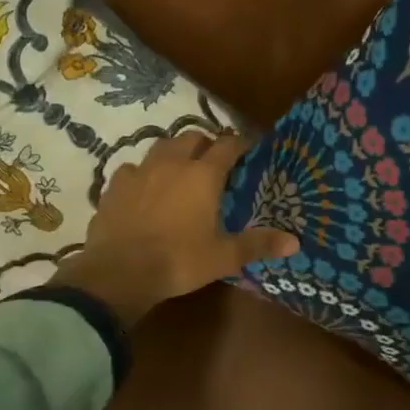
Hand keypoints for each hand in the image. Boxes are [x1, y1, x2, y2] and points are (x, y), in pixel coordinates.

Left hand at [49, 131, 297, 326]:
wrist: (119, 272)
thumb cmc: (179, 261)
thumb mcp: (223, 257)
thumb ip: (258, 244)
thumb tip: (295, 242)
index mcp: (203, 175)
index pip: (227, 145)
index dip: (240, 144)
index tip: (248, 150)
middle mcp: (172, 163)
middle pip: (192, 137)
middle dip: (205, 144)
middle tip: (213, 162)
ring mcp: (140, 171)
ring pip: (160, 146)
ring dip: (174, 152)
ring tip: (179, 169)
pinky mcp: (114, 185)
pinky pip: (132, 168)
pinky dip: (142, 172)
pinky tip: (144, 188)